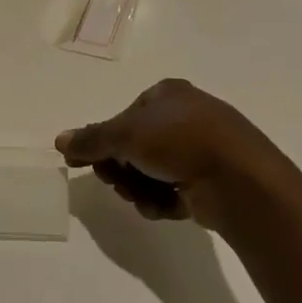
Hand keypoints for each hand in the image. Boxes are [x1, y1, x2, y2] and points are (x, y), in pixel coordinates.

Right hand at [56, 79, 301, 232]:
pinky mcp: (213, 181)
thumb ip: (91, 139)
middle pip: (136, 147)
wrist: (241, 181)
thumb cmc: (180, 141)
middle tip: (116, 182)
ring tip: (143, 199)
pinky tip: (164, 208)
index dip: (104, 141)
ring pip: (153, 172)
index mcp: (169, 94)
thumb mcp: (125, 135)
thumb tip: (60, 141)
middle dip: (122, 169)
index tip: (89, 163)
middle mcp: (187, 117)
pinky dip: (163, 201)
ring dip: (140, 188)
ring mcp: (203, 149)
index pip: (125, 117)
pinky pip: (175, 190)